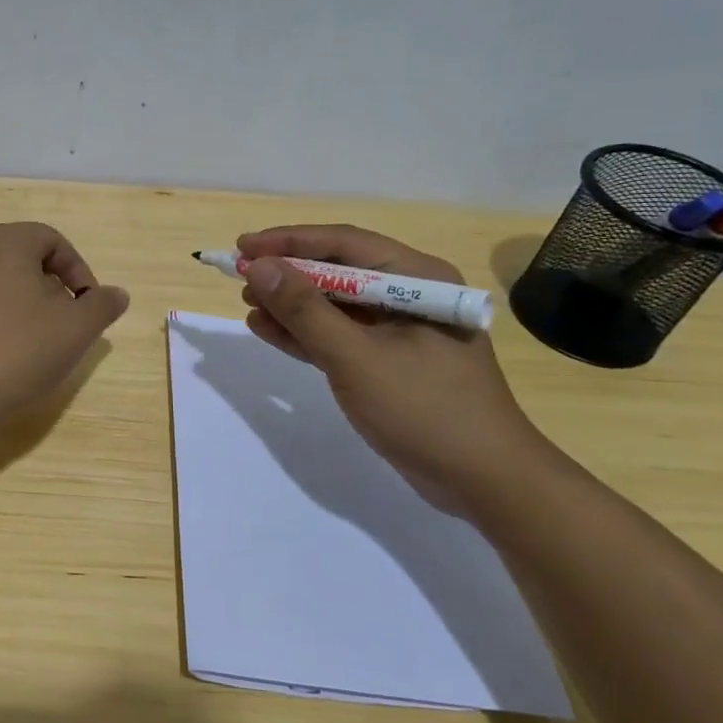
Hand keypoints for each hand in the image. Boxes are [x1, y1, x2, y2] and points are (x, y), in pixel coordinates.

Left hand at [0, 222, 129, 429]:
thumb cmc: (17, 351)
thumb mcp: (76, 329)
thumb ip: (102, 305)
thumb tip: (116, 294)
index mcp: (4, 242)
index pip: (52, 240)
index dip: (79, 271)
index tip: (89, 307)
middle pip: (24, 259)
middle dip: (53, 289)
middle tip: (67, 324)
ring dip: (26, 305)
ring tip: (39, 343)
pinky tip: (5, 354)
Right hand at [237, 225, 555, 515]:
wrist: (483, 481)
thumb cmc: (425, 409)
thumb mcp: (356, 357)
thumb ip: (305, 310)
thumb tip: (259, 267)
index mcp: (417, 279)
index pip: (343, 244)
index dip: (289, 242)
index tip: (243, 247)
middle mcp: (410, 296)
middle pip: (337, 271)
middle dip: (287, 273)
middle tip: (239, 277)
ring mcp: (399, 331)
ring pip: (334, 305)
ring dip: (290, 304)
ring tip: (247, 304)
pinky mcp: (388, 362)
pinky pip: (338, 336)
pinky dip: (304, 333)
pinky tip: (267, 330)